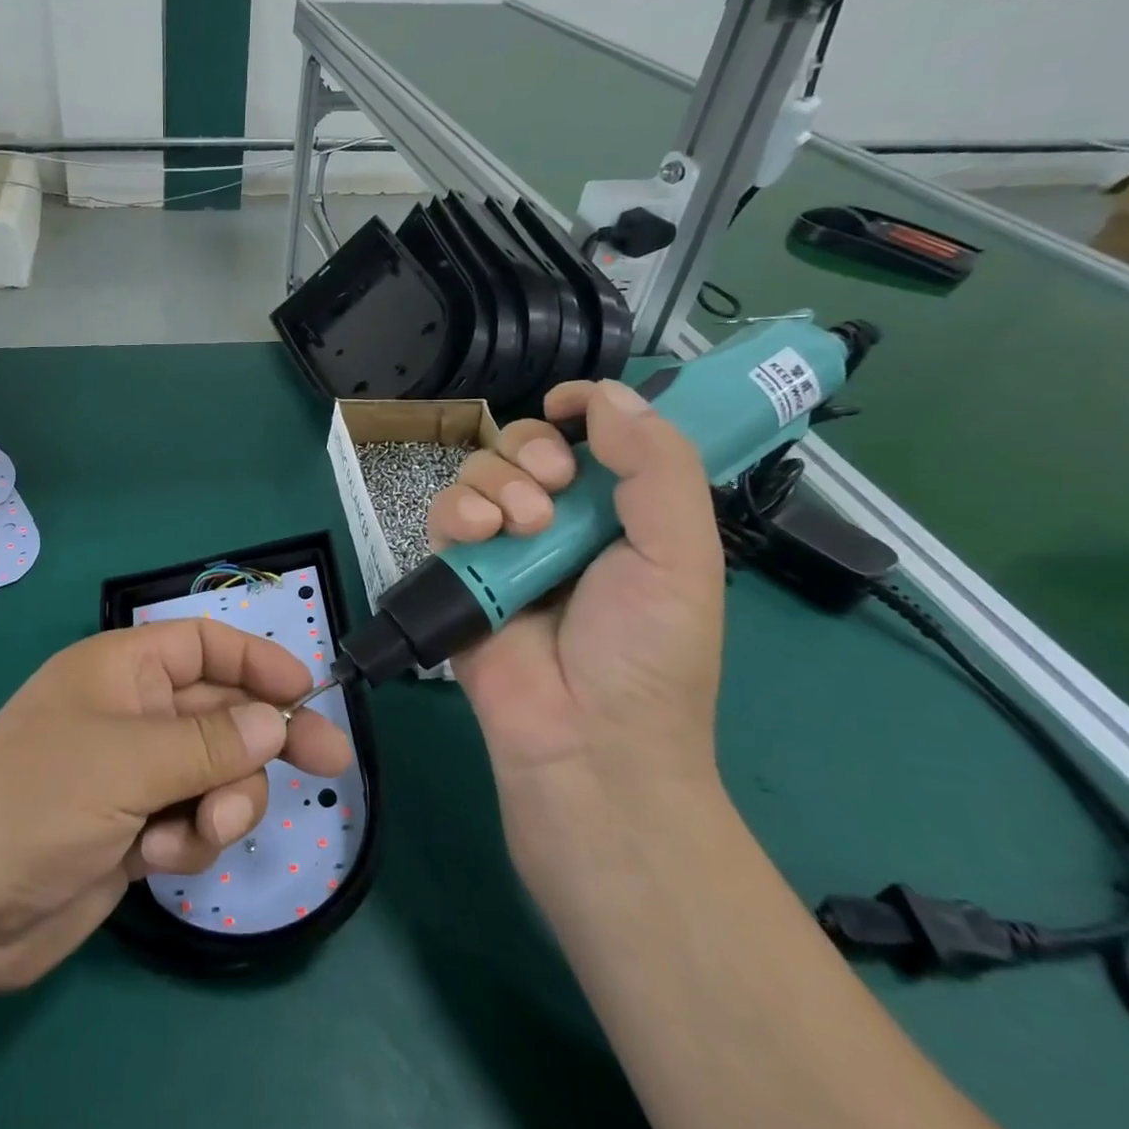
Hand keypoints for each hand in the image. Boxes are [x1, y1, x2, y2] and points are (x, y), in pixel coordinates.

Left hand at [0, 621, 352, 994]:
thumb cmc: (33, 803)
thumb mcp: (126, 763)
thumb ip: (208, 743)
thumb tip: (278, 719)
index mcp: (121, 671)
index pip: (203, 646)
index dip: (257, 661)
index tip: (308, 689)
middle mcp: (133, 714)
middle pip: (222, 712)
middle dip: (266, 740)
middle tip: (332, 763)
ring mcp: (135, 774)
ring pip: (217, 773)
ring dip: (221, 803)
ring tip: (199, 832)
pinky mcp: (137, 829)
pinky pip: (194, 821)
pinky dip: (189, 841)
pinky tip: (157, 860)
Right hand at [427, 378, 724, 796]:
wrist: (584, 734)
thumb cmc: (647, 649)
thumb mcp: (683, 554)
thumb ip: (657, 466)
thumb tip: (606, 393)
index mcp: (617, 512)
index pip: (593, 437)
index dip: (582, 409)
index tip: (570, 404)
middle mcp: (558, 519)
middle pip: (525, 443)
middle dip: (534, 449)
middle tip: (555, 482)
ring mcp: (502, 543)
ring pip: (480, 470)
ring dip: (500, 483)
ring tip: (523, 526)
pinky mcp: (458, 567)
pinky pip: (445, 511)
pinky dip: (459, 510)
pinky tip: (482, 535)